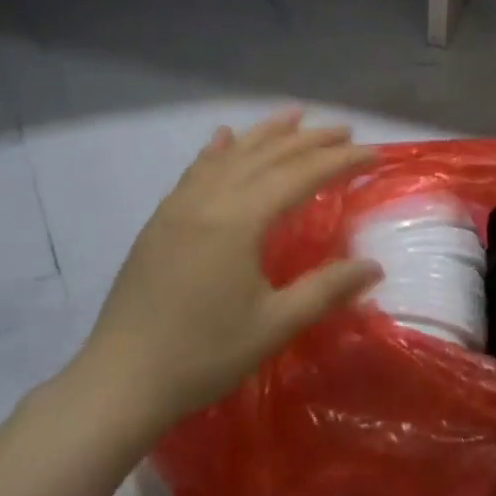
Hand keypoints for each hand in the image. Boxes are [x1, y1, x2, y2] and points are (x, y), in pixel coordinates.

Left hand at [70, 110, 381, 434]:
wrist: (121, 380)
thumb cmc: (204, 354)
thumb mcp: (275, 325)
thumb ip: (326, 289)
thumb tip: (374, 267)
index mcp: (239, 220)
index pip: (300, 175)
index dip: (339, 161)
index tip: (373, 153)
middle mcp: (209, 199)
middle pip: (267, 156)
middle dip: (309, 140)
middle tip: (345, 130)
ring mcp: (179, 206)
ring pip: (231, 155)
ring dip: (266, 133)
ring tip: (295, 115)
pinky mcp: (161, 220)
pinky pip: (196, 170)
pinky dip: (218, 150)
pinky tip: (225, 137)